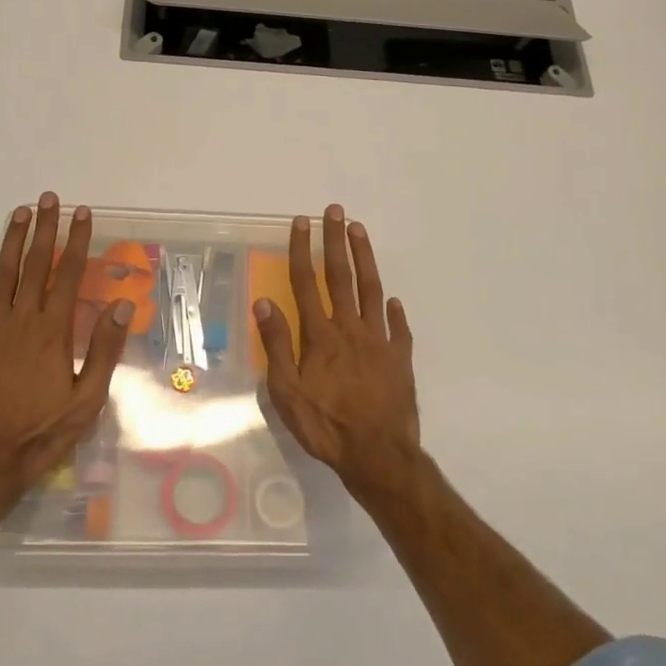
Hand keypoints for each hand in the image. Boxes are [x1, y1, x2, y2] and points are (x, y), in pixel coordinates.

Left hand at [0, 194, 132, 512]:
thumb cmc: (42, 433)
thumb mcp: (86, 400)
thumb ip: (104, 349)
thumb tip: (123, 304)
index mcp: (53, 332)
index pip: (68, 274)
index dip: (77, 241)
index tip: (82, 214)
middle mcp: (21, 321)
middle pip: (35, 265)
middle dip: (44, 229)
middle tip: (49, 199)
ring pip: (3, 275)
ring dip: (12, 242)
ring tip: (20, 213)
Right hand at [253, 205, 421, 500]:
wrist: (378, 454)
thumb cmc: (326, 425)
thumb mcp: (287, 392)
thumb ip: (276, 345)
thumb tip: (264, 303)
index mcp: (320, 335)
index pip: (306, 282)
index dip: (302, 250)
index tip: (302, 222)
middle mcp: (350, 328)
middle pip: (341, 275)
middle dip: (336, 240)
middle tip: (335, 211)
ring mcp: (379, 340)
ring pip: (371, 289)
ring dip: (364, 258)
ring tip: (360, 231)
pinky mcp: (400, 358)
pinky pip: (397, 327)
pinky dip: (393, 311)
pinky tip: (392, 300)